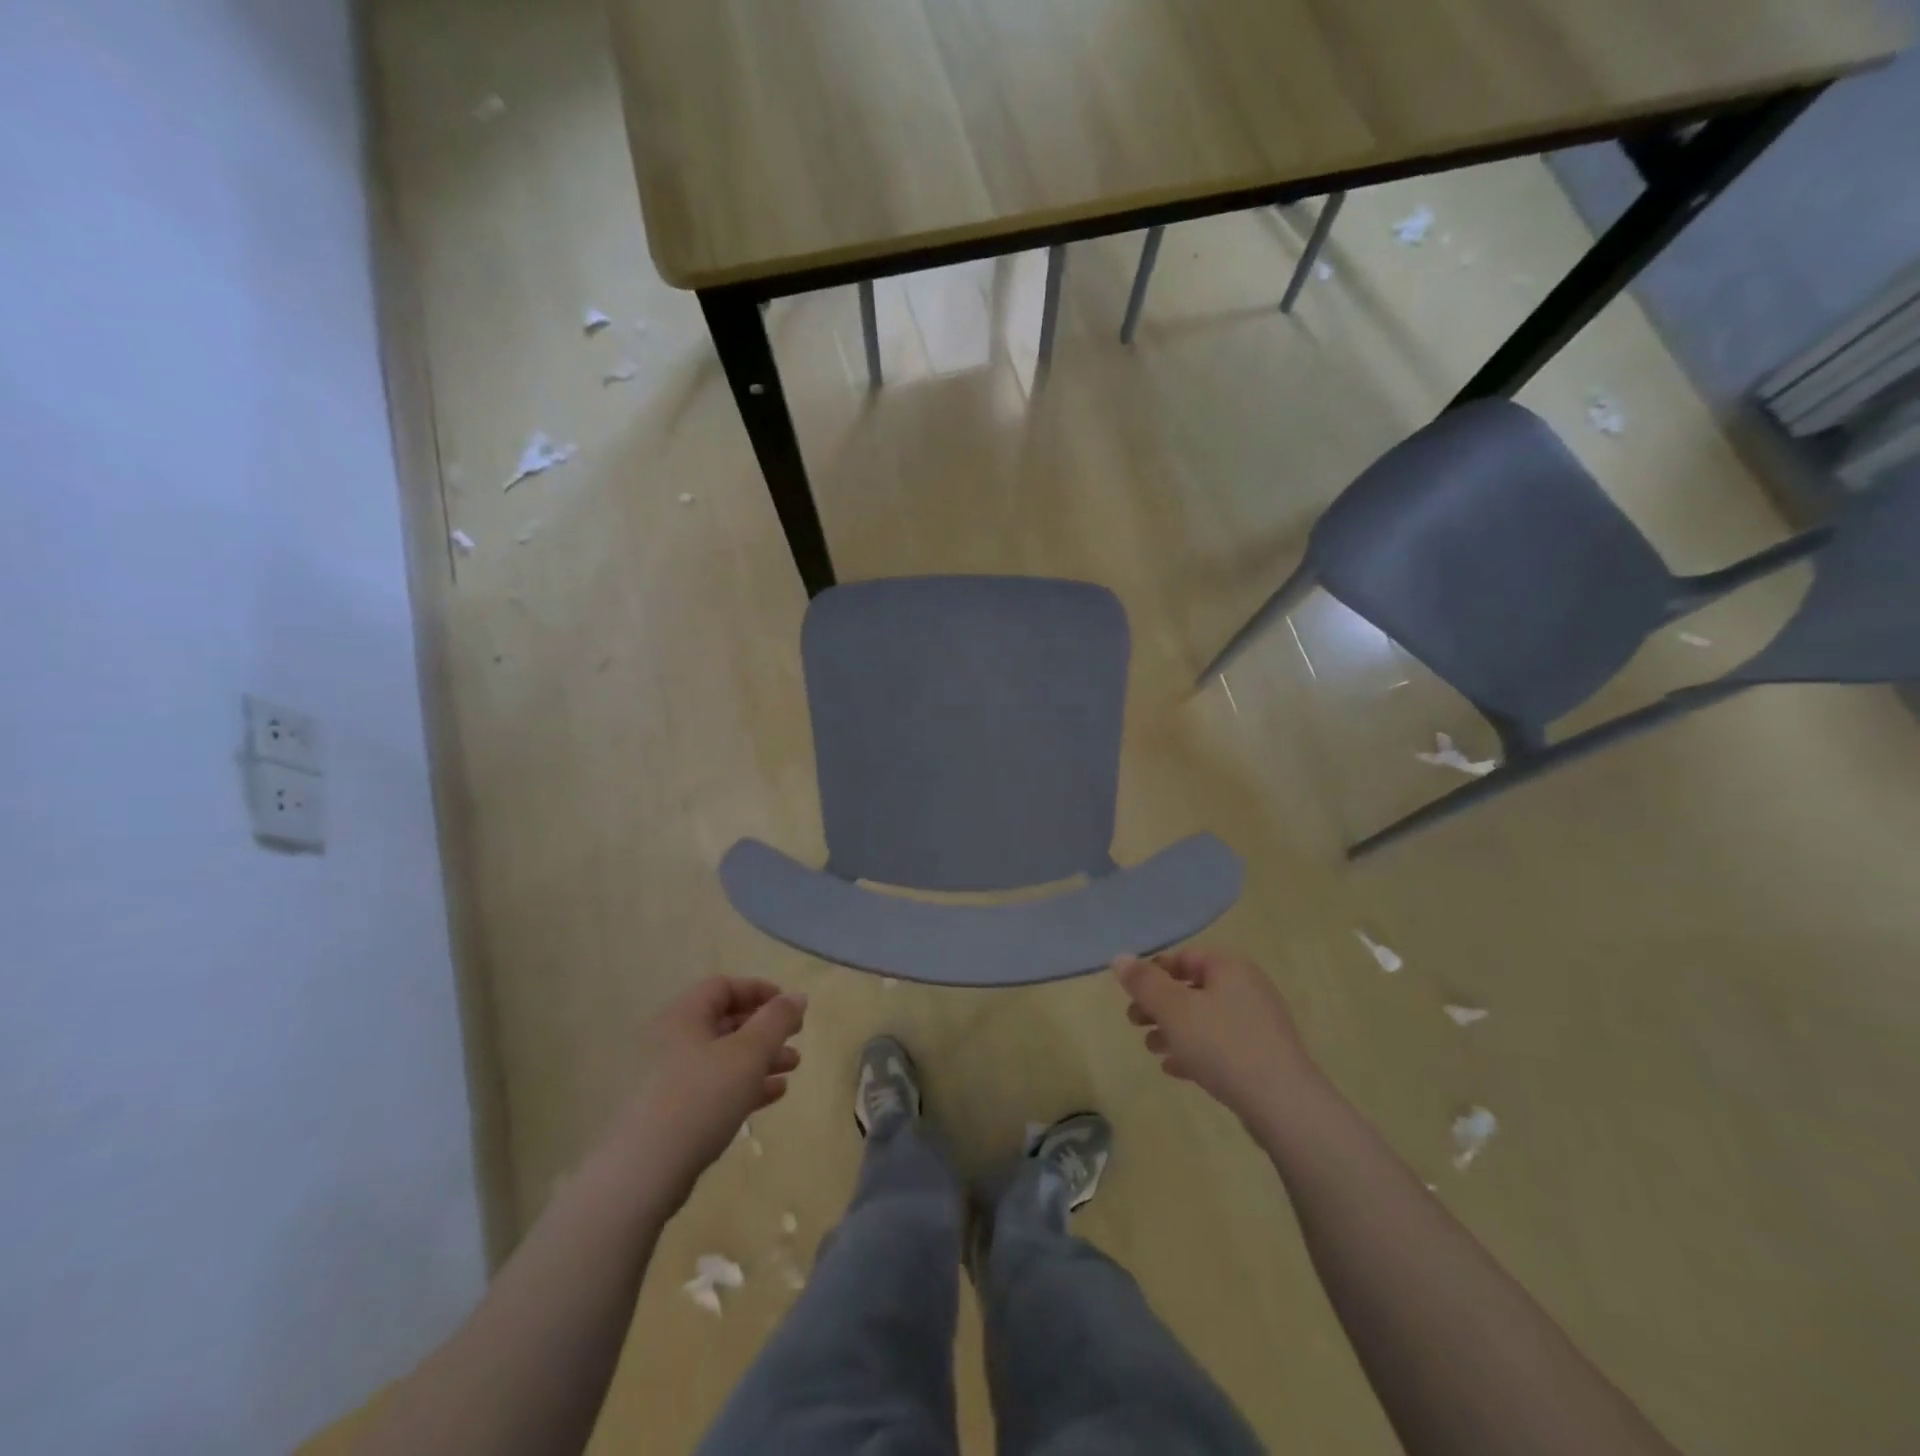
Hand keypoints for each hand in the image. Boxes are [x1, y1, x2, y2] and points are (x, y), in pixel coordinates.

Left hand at [614, 977, 806, 1210]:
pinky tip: (773, 1094)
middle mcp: (672, 1041)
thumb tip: (798, 996)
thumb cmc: (700, 1097)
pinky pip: (714, 1086)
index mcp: (683, 1016)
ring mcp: (669, 1079)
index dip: (759, 990)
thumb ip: (777, 1020)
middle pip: (725, 1021)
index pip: (723, 987)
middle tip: (796, 1038)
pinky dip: (744, 1085)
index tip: (789, 1007)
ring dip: (760, 1058)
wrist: (644, 1173)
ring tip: (792, 1068)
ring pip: (723, 1057)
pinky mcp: (672, 1112)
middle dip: (765, 1029)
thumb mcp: (748, 1053)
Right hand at [1114, 948, 1317, 1124]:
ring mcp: (1258, 1024)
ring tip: (1150, 1049)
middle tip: (1133, 1022)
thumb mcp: (1173, 1009)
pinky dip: (1195, 1051)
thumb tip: (1119, 958)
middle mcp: (1247, 988)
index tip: (1131, 994)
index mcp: (1229, 968)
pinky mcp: (1262, 1057)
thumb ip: (1143, 983)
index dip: (1154, 972)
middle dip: (1159, 1005)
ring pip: (1205, 1019)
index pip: (1184, 957)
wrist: (1282, 1104)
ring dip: (1173, 1030)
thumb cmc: (1222, 1044)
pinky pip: (1220, 1046)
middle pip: (1193, 989)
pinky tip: (1174, 1069)